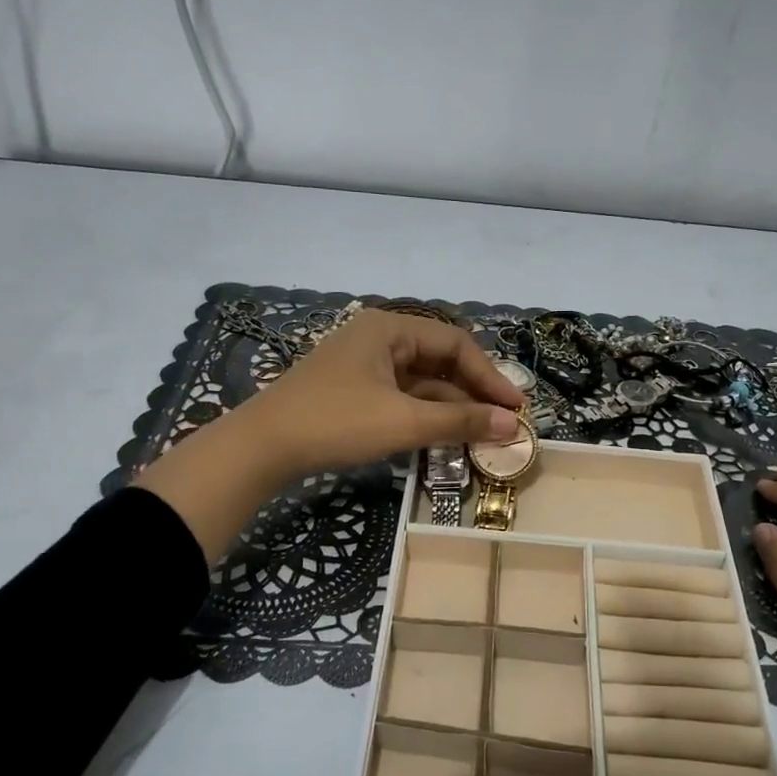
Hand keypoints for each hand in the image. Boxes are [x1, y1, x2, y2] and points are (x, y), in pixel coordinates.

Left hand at [136, 309, 523, 558]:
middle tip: (503, 421)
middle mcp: (378, 338)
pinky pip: (401, 397)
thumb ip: (461, 422)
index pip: (455, 344)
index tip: (515, 407)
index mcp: (389, 328)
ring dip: (451, 407)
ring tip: (482, 435)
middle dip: (472, 392)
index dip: (489, 376)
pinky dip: (425, 415)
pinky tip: (445, 436)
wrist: (261, 448)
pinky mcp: (352, 392)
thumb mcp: (404, 422)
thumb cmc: (336, 422)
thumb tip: (512, 426)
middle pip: (439, 361)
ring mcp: (363, 366)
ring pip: (421, 382)